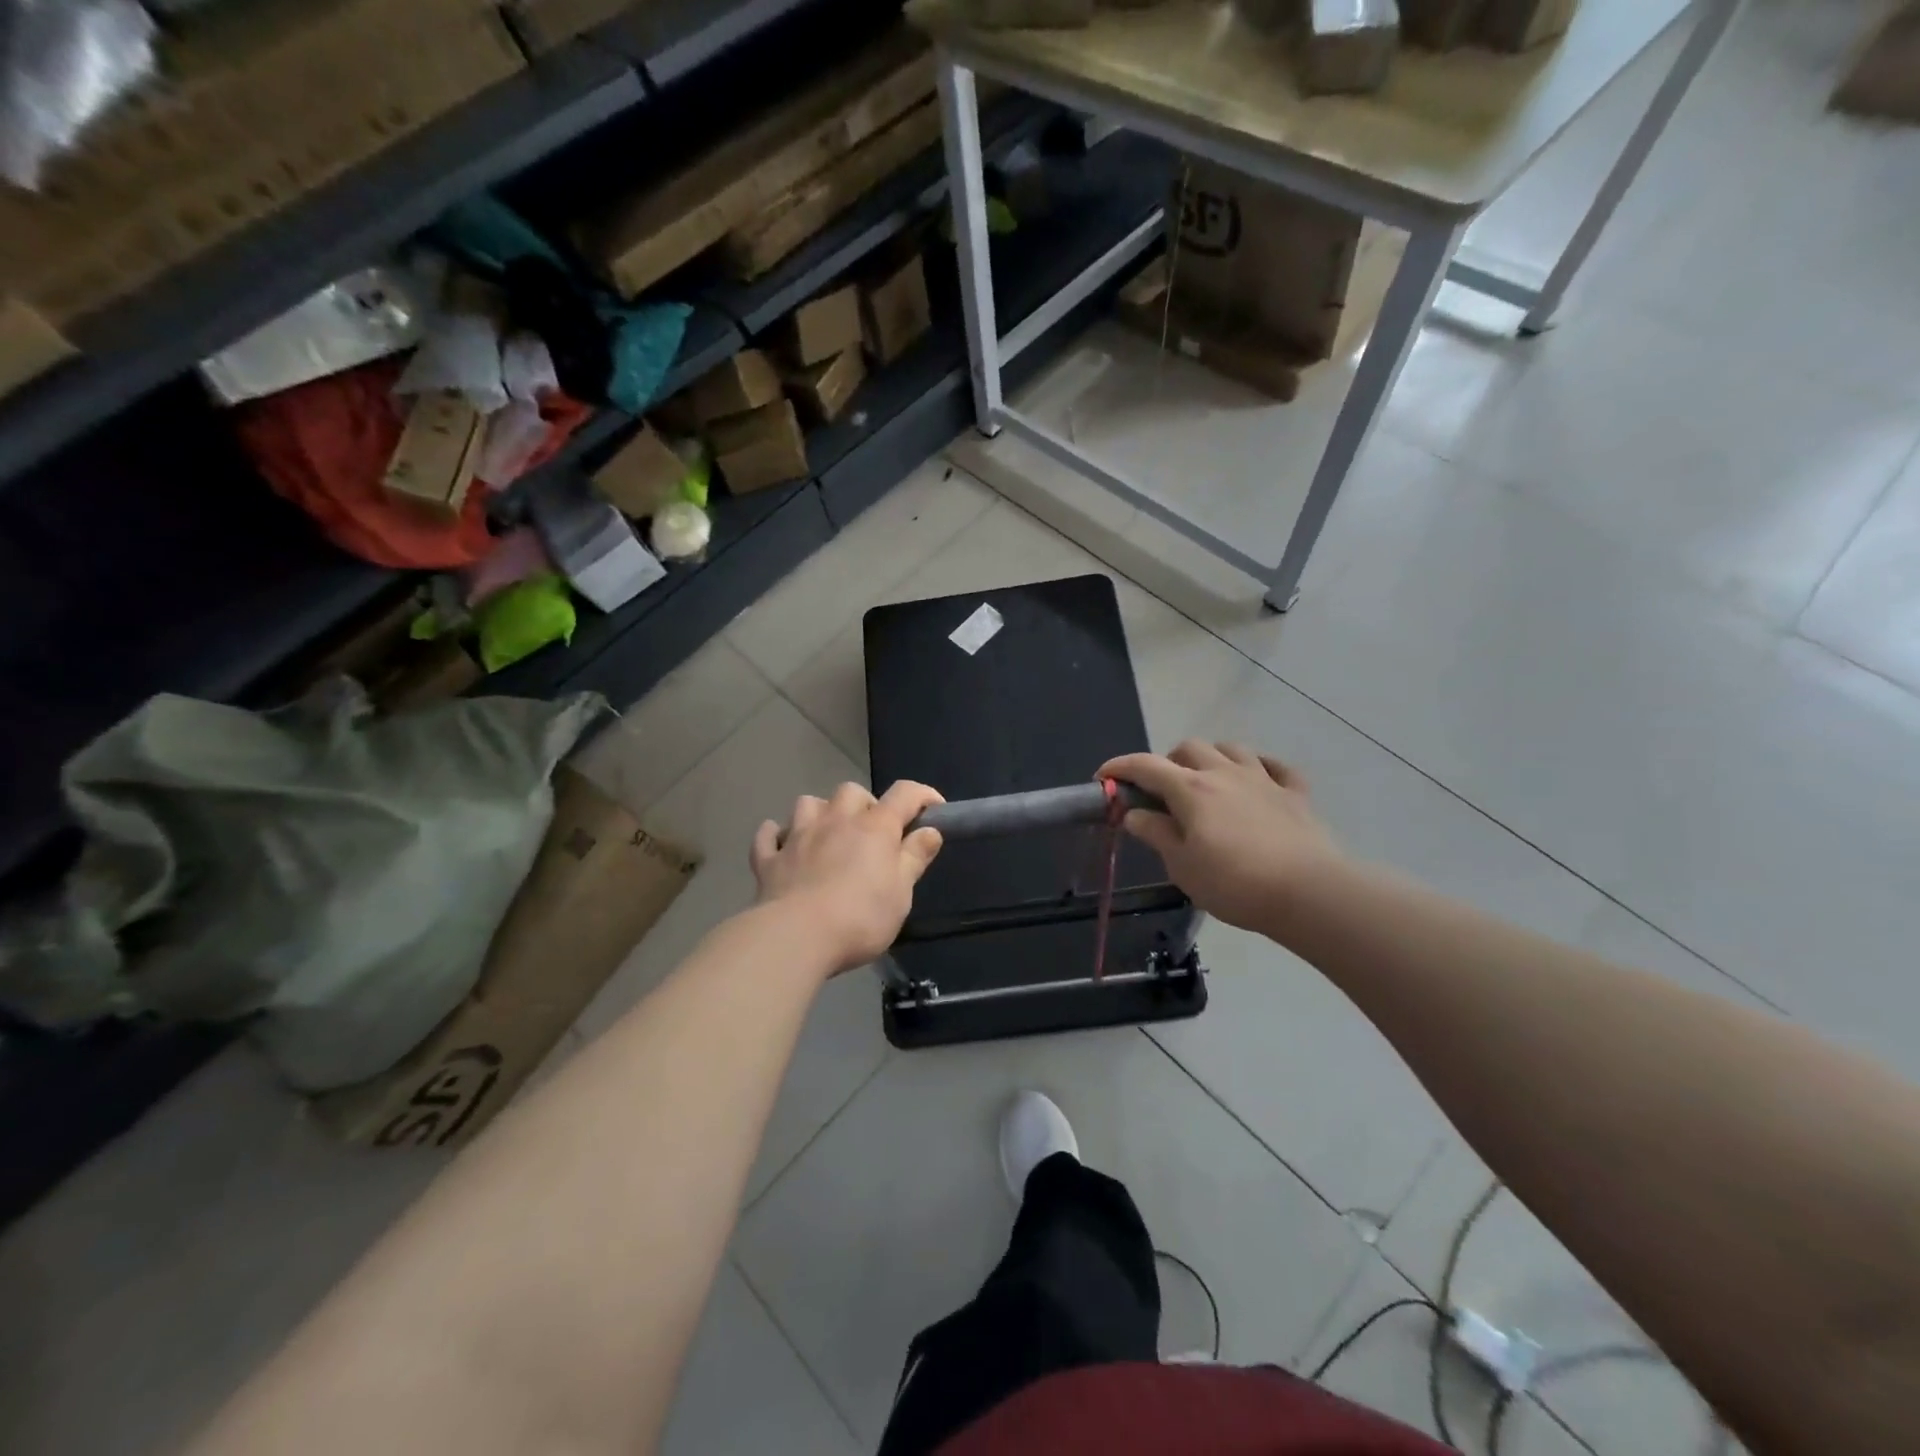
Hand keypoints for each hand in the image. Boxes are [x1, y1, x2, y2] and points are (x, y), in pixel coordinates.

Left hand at [751, 781, 944, 974]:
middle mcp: (836, 820)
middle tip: (872, 832)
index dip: (923, 795)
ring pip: (808, 803)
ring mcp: (798, 836)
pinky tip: (783, 845)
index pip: (904, 794)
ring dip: (821, 812)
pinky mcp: (769, 860)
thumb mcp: (901, 893)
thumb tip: (930, 830)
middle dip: (865, 804)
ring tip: (828, 835)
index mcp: (874, 827)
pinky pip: (769, 835)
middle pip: (852, 791)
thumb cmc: (860, 917)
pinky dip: (777, 835)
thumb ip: (915, 857)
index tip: (934, 809)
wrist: (795, 937)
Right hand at [1098, 741, 1343, 935]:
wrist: (1308, 893)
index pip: (1145, 766)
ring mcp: (1263, 779)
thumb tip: (1133, 813)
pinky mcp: (1295, 793)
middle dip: (1168, 761)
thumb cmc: (1234, 883)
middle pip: (1188, 747)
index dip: (1119, 767)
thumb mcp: (1181, 866)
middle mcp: (1224, 773)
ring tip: (1206, 781)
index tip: (1103, 778)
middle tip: (1162, 792)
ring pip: (1231, 748)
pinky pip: (1276, 766)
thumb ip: (1156, 834)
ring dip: (1211, 758)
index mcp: (1190, 789)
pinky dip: (1260, 768)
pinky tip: (1256, 781)